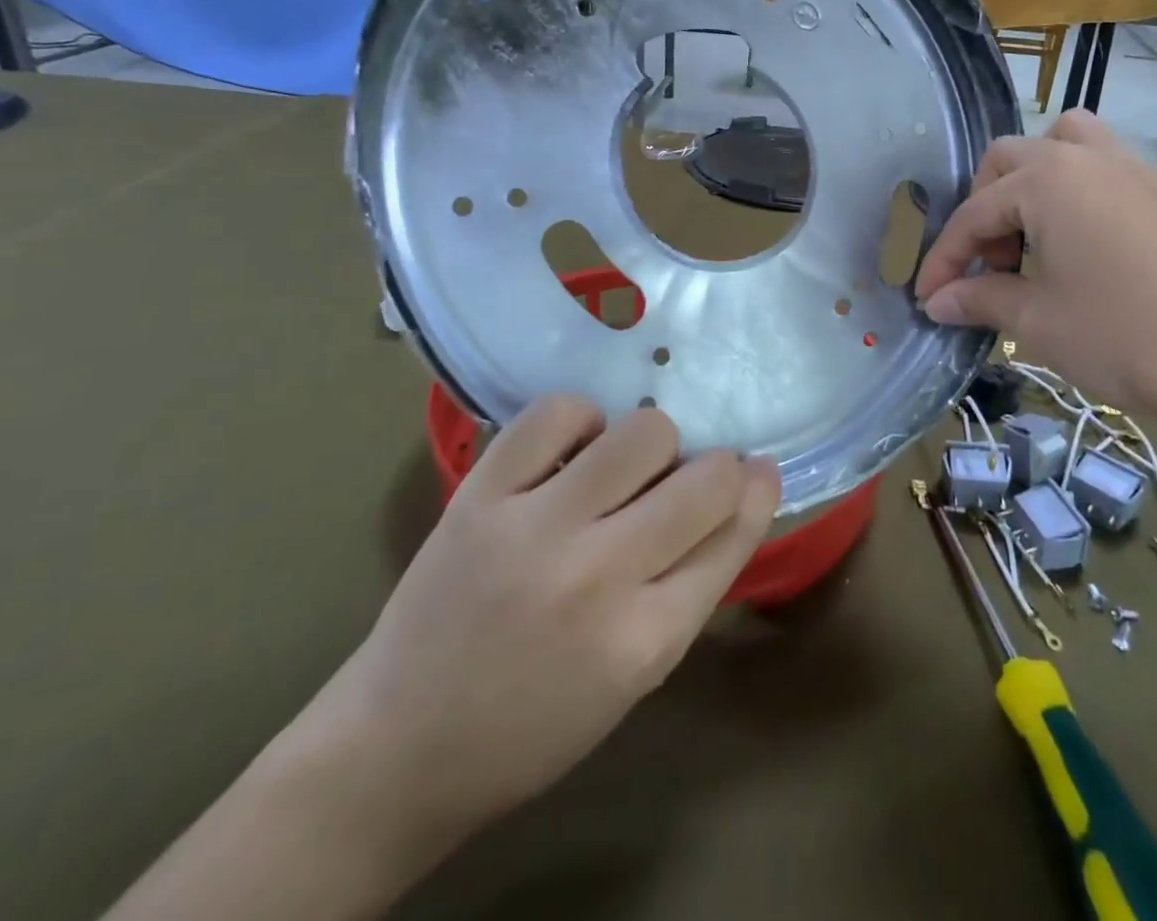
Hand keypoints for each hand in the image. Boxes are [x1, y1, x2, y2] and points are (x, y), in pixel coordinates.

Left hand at [324, 396, 778, 846]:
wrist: (400, 743)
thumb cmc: (535, 723)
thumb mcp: (636, 675)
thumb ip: (691, 584)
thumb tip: (737, 495)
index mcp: (645, 639)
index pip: (734, 534)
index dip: (756, 491)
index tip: (757, 472)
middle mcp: (598, 576)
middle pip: (705, 478)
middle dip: (715, 469)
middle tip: (686, 479)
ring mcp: (535, 526)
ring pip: (642, 432)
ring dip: (651, 443)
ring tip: (623, 468)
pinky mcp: (480, 494)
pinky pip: (558, 412)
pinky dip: (580, 420)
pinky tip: (573, 450)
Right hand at [913, 111, 1156, 433]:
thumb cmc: (1127, 337)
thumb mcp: (1038, 322)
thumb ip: (980, 300)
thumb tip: (937, 301)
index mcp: (1046, 180)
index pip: (973, 214)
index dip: (944, 259)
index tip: (927, 299)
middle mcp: (1084, 157)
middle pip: (1008, 162)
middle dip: (982, 211)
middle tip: (987, 266)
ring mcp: (1130, 169)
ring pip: (1060, 146)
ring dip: (1029, 183)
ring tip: (1028, 237)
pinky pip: (1099, 167)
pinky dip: (1071, 191)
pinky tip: (1076, 245)